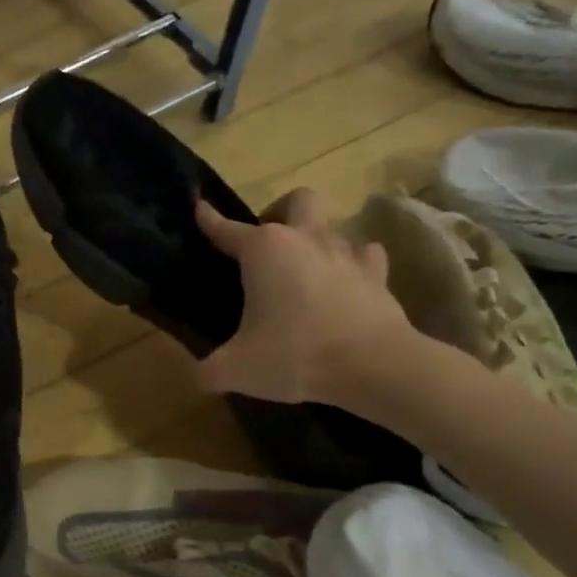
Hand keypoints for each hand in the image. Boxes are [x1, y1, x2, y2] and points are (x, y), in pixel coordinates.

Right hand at [193, 189, 414, 405]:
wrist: (373, 366)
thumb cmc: (294, 356)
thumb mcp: (234, 369)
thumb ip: (208, 369)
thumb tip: (198, 375)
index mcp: (264, 251)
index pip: (227, 229)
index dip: (209, 219)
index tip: (199, 207)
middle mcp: (306, 240)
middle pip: (297, 201)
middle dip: (279, 212)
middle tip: (266, 243)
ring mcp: (346, 254)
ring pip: (332, 228)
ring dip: (315, 242)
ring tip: (303, 270)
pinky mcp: (377, 276)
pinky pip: (364, 256)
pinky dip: (351, 264)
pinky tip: (343, 282)